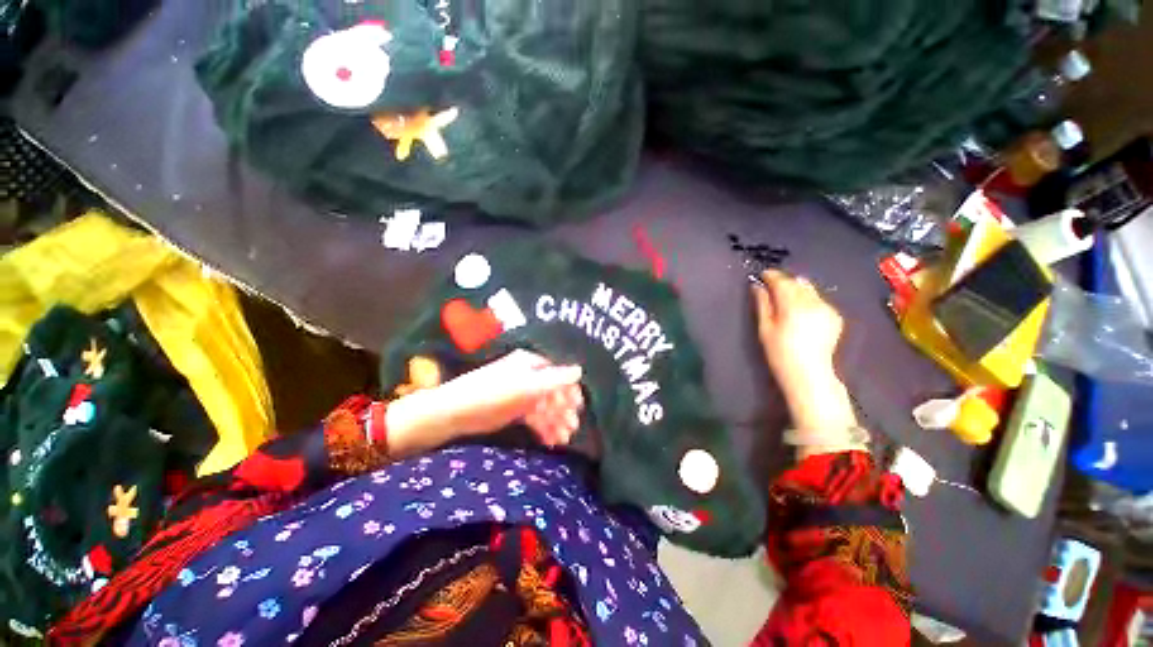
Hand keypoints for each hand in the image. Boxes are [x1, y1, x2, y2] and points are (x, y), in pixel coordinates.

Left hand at [386, 350, 584, 457]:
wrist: (454, 412)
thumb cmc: (492, 393)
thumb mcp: (526, 386)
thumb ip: (555, 379)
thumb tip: (580, 370)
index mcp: (531, 363)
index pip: (559, 373)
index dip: (570, 390)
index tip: (579, 407)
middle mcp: (528, 375)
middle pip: (553, 392)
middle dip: (564, 410)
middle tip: (572, 428)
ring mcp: (521, 393)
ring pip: (545, 406)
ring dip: (555, 421)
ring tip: (563, 439)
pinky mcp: (514, 409)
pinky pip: (535, 417)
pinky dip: (543, 427)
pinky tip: (551, 440)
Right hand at [752, 271, 859, 450]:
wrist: (809, 374)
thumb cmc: (780, 353)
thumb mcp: (765, 328)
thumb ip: (762, 304)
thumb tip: (758, 286)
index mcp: (793, 305)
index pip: (782, 281)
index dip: (771, 275)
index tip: (762, 275)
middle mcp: (813, 302)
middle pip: (797, 282)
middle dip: (784, 281)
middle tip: (771, 287)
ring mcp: (827, 308)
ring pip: (810, 289)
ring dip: (796, 289)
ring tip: (785, 299)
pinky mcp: (835, 316)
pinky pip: (819, 299)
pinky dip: (808, 299)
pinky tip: (801, 312)